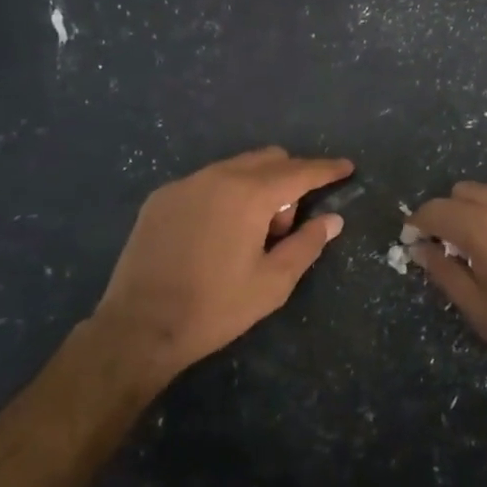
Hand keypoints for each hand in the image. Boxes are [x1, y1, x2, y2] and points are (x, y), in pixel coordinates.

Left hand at [89, 147, 353, 388]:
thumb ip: (307, 244)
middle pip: (268, 159)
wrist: (139, 327)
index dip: (326, 169)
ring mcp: (185, 184)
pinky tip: (216, 234)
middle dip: (289, 181)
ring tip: (249, 235)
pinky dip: (225, 194)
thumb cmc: (215, 308)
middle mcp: (217, 176)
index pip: (299, 172)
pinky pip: (206, 181)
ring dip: (256, 187)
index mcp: (249, 195)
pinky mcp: (161, 198)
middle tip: (285, 227)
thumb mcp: (273, 283)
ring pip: (236, 167)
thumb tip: (332, 219)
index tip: (347, 168)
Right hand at [408, 183, 486, 394]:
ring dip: (481, 214)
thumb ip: (446, 274)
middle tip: (450, 247)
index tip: (414, 240)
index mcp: (486, 229)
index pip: (437, 208)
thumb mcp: (482, 313)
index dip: (419, 222)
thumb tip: (421, 249)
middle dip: (450, 213)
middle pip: (466, 191)